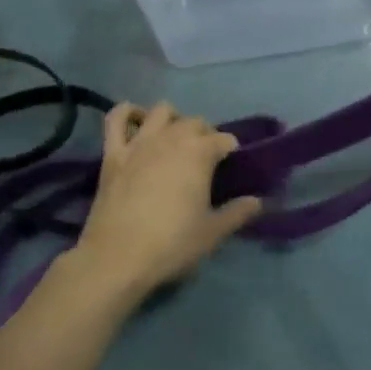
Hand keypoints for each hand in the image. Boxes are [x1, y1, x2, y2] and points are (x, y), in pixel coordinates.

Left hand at [70, 102, 261, 304]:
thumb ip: (237, 213)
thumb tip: (257, 201)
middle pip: (195, 122)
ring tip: (175, 139)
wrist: (117, 258)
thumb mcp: (212, 233)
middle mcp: (171, 138)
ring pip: (161, 111)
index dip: (231, 150)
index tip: (232, 165)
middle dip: (205, 134)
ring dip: (173, 119)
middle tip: (206, 157)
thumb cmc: (171, 244)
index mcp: (199, 153)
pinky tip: (136, 121)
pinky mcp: (113, 152)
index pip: (224, 139)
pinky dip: (127, 112)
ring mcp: (139, 142)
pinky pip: (116, 118)